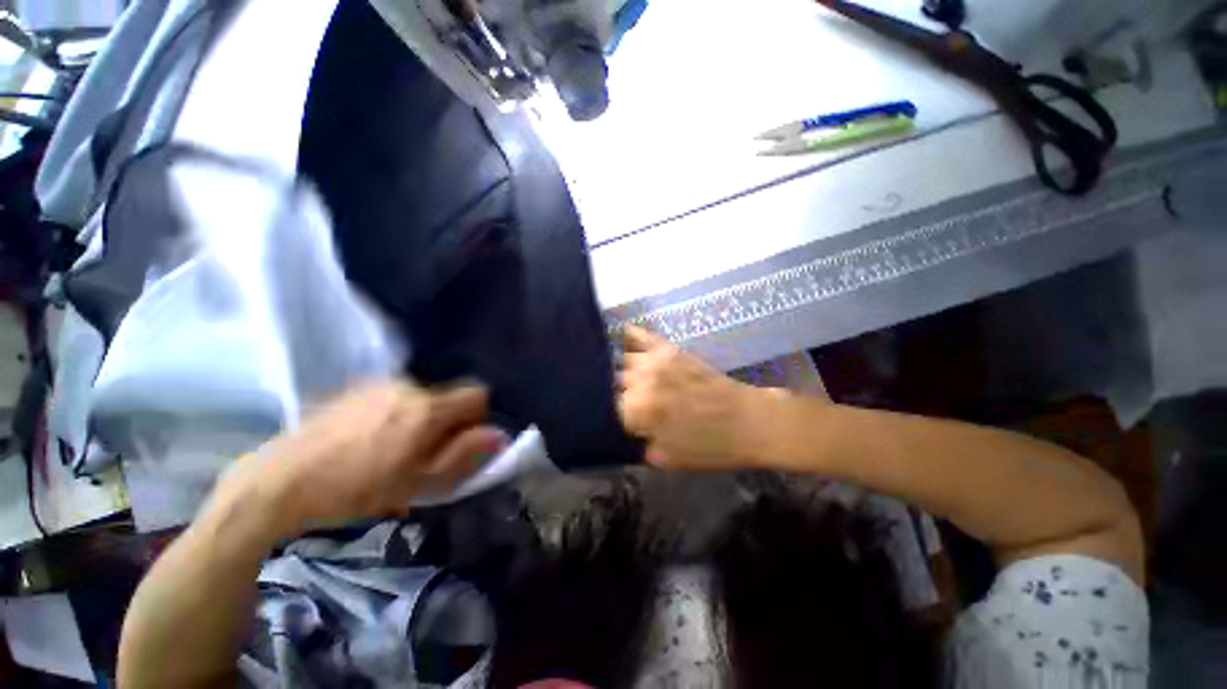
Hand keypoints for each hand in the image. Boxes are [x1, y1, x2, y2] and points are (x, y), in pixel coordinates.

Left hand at [225, 380, 508, 536]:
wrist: (279, 483)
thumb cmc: (356, 490)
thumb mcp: (419, 482)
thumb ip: (465, 454)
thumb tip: (499, 434)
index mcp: (428, 408)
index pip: (478, 394)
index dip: (477, 418)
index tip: (460, 442)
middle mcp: (409, 386)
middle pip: (448, 395)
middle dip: (447, 420)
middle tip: (424, 453)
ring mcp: (378, 384)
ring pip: (420, 396)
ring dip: (419, 417)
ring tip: (391, 449)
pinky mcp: (354, 389)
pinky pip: (392, 396)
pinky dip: (394, 413)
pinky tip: (366, 440)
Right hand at [618, 326, 767, 469]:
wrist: (748, 422)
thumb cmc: (710, 447)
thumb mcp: (666, 460)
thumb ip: (637, 445)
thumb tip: (626, 431)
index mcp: (637, 412)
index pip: (610, 409)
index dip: (620, 418)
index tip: (629, 422)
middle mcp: (641, 382)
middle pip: (615, 382)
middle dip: (622, 394)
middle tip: (634, 403)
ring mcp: (656, 361)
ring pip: (625, 361)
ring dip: (626, 372)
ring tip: (631, 379)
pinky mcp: (670, 349)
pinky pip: (643, 336)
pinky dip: (632, 336)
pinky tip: (624, 337)